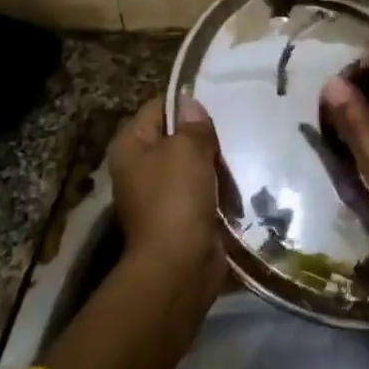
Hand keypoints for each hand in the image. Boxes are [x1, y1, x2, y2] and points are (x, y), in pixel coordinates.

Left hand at [109, 94, 227, 294]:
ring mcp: (158, 195)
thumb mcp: (187, 149)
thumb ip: (193, 124)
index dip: (185, 104)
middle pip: (175, 138)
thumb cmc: (176, 197)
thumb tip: (191, 105)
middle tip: (232, 131)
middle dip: (203, 136)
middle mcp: (138, 168)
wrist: (179, 264)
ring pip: (191, 166)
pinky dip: (217, 189)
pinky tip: (236, 184)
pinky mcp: (179, 217)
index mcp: (130, 146)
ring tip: (238, 156)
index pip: (157, 108)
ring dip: (214, 164)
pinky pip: (201, 192)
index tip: (217, 103)